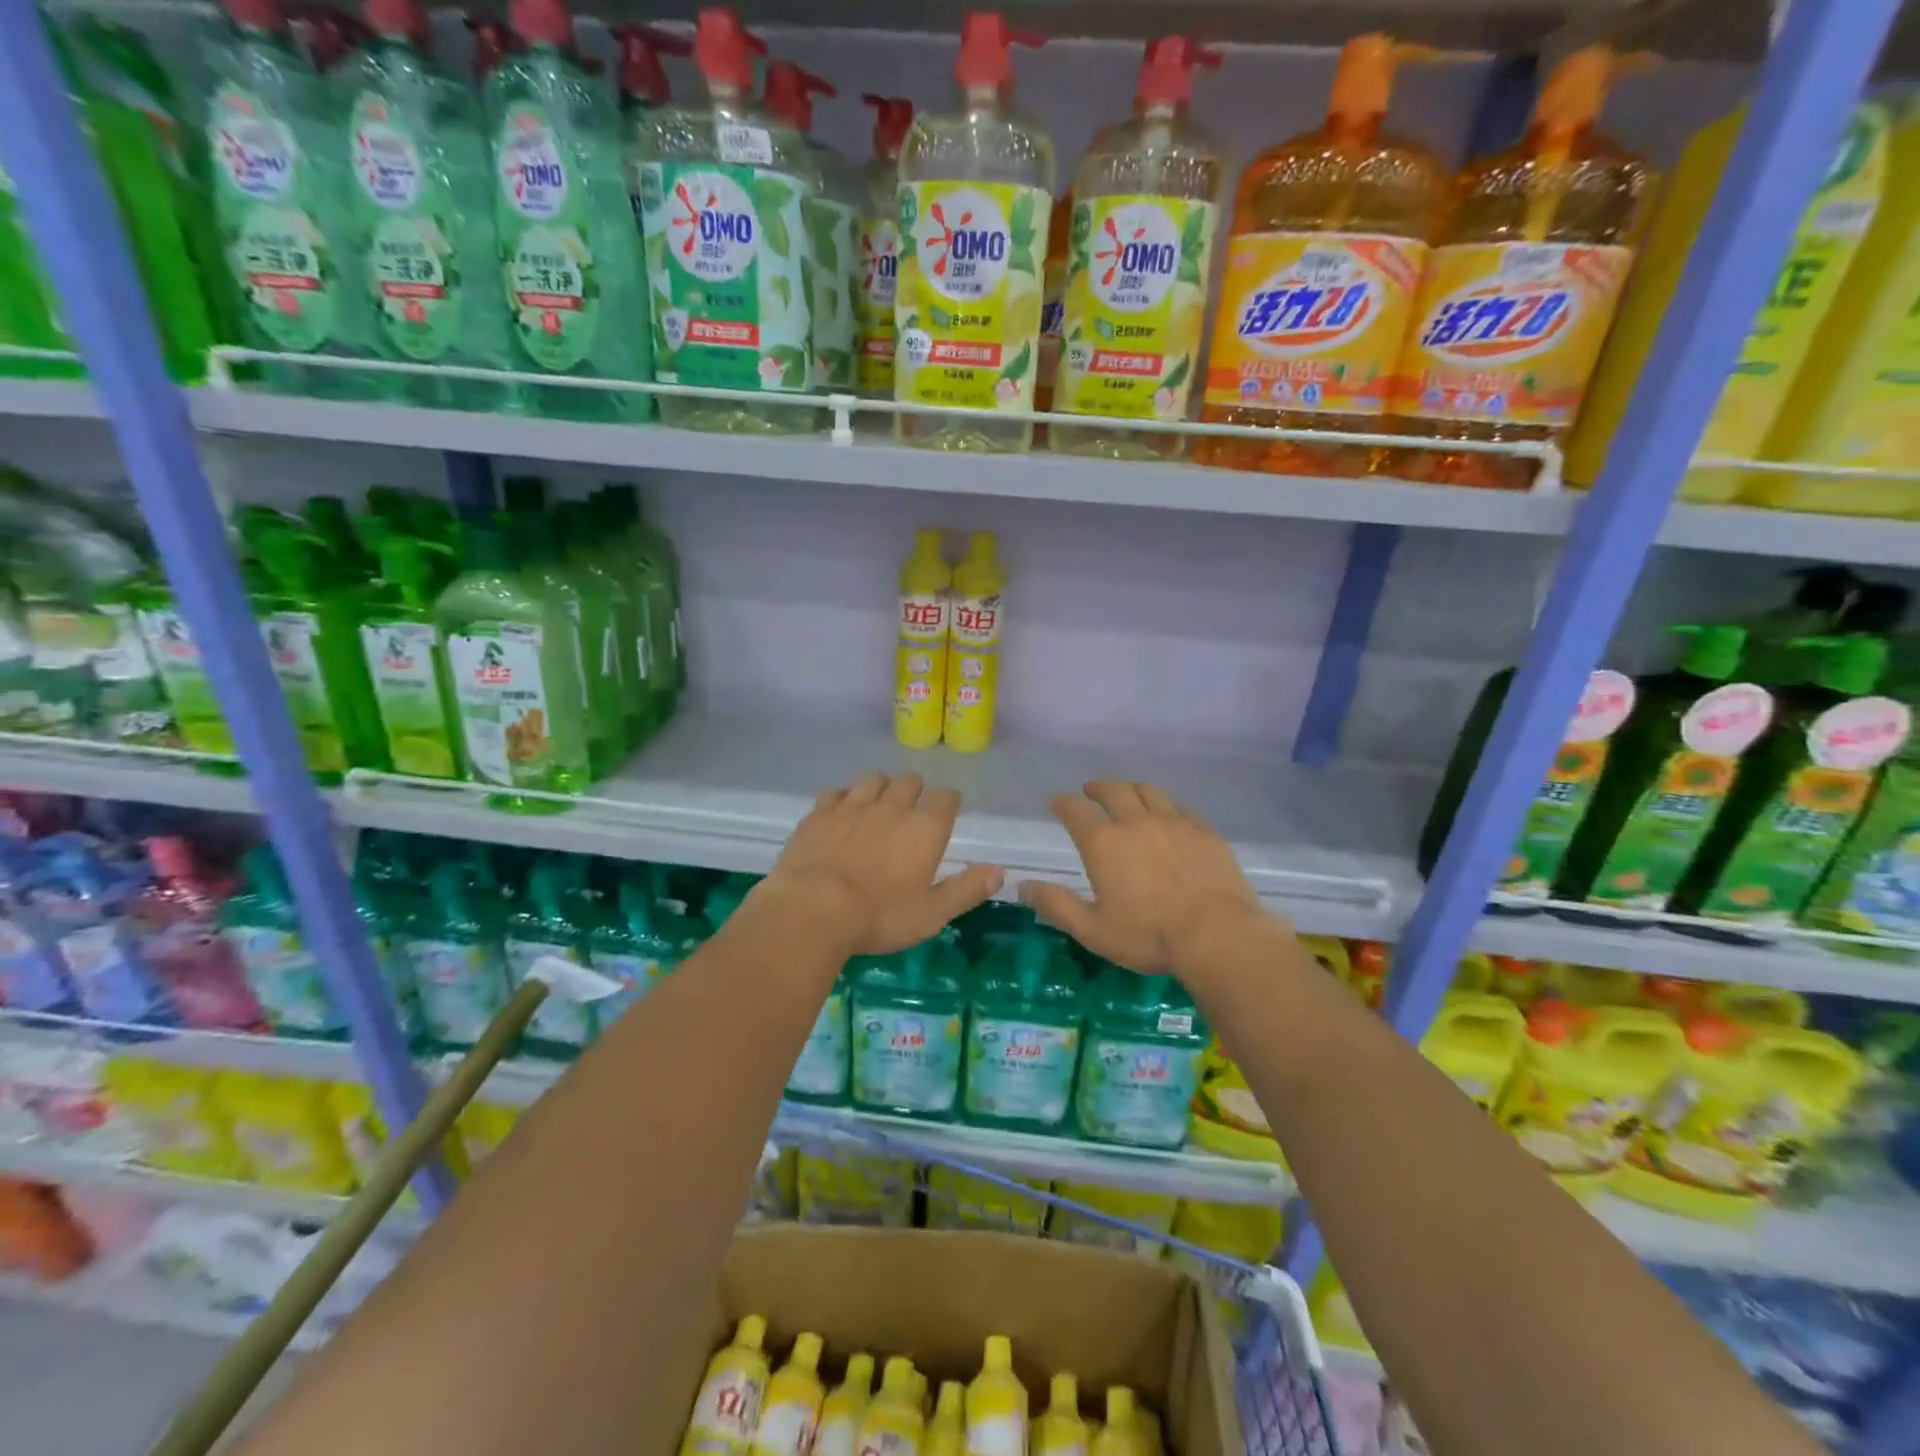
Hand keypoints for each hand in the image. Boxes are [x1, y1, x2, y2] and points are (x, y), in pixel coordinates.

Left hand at [760, 772, 1003, 956]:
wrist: (812, 910)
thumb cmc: (879, 916)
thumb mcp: (932, 913)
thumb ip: (966, 889)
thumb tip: (999, 871)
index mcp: (925, 828)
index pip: (946, 797)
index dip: (948, 803)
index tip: (945, 815)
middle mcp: (892, 807)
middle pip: (910, 781)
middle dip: (915, 792)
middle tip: (911, 814)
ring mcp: (852, 805)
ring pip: (873, 779)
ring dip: (880, 789)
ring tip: (878, 807)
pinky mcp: (819, 813)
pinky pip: (836, 792)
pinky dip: (842, 798)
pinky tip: (840, 814)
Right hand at [1022, 781, 1271, 974]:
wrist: (1217, 934)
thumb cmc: (1148, 936)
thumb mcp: (1092, 929)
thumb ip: (1056, 904)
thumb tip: (1021, 886)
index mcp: (1103, 844)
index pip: (1075, 811)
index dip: (1062, 803)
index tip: (1056, 802)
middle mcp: (1135, 822)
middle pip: (1113, 790)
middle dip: (1097, 787)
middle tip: (1090, 790)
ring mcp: (1174, 823)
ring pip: (1148, 791)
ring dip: (1131, 789)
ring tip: (1127, 794)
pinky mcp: (1204, 831)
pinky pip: (1180, 807)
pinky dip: (1165, 805)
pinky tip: (1167, 815)